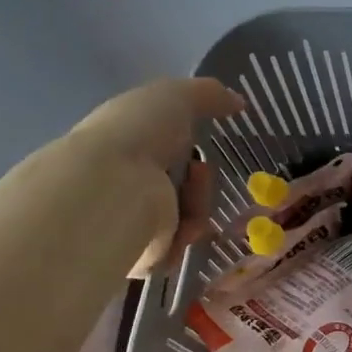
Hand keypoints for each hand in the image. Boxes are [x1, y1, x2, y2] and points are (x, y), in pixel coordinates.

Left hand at [69, 78, 244, 275]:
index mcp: (122, 146)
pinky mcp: (137, 257)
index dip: (187, 147)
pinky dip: (187, 235)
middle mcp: (121, 185)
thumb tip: (238, 102)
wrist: (112, 188)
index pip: (162, 150)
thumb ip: (209, 95)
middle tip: (199, 173)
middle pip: (180, 188)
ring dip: (197, 207)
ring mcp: (128, 222)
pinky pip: (178, 249)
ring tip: (190, 200)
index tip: (201, 145)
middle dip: (199, 182)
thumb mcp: (175, 96)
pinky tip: (184, 226)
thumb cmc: (137, 134)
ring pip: (184, 219)